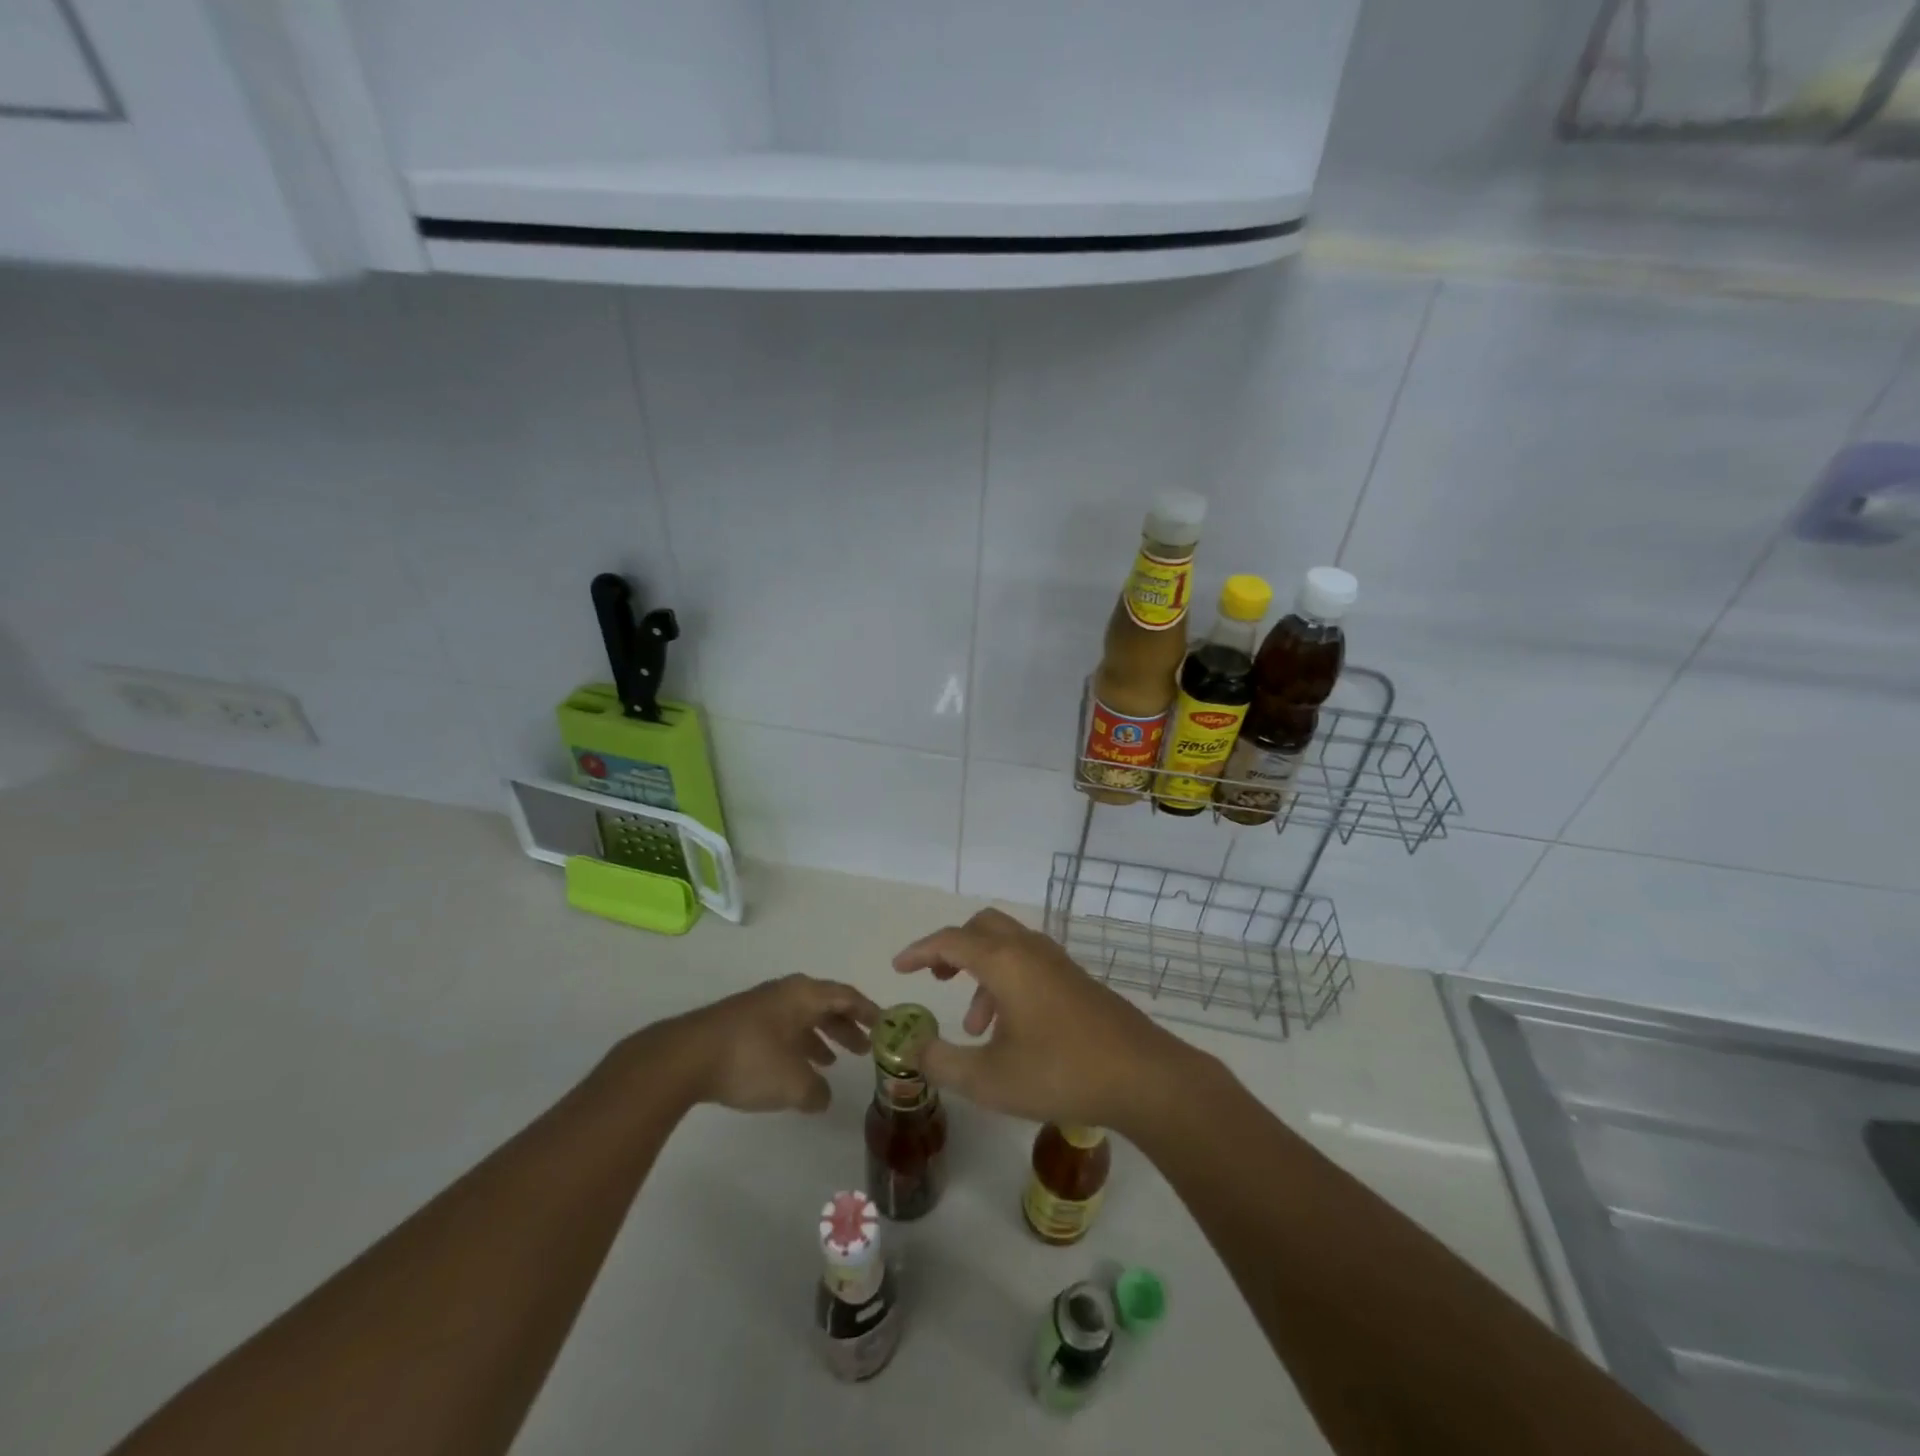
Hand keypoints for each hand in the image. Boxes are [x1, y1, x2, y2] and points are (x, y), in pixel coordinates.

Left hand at [644, 975, 879, 1113]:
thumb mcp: (793, 1083)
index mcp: (804, 995)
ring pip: (800, 1018)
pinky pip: (780, 1029)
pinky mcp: (739, 1024)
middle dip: (845, 1026)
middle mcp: (785, 993)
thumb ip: (817, 1091)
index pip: (846, 996)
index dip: (868, 1011)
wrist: (685, 1058)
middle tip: (863, 1048)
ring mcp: (759, 1006)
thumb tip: (822, 1096)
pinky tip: (792, 1069)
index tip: (886, 1025)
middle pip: (824, 1004)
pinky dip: (795, 1045)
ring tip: (831, 1061)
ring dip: (819, 1037)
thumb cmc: (751, 1060)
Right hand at [891, 909, 1202, 1134]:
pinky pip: (1030, 963)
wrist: (1143, 1077)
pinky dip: (1008, 982)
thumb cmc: (1060, 1072)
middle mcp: (1030, 950)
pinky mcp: (1078, 980)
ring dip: (981, 973)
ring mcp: (1058, 963)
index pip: (951, 940)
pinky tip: (1011, 1031)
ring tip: (974, 1027)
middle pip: (982, 926)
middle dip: (953, 948)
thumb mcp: (988, 1079)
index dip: (920, 951)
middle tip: (938, 979)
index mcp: (1005, 961)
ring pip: (1008, 947)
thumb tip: (913, 1048)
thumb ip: (941, 1062)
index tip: (898, 968)